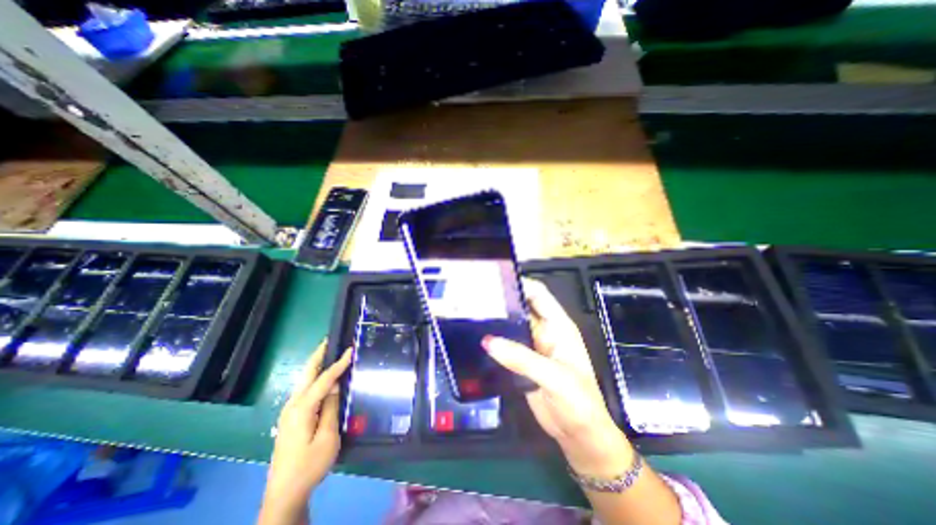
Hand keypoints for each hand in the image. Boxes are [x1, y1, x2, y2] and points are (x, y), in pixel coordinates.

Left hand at [259, 341, 350, 520]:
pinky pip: (305, 389)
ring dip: (317, 364)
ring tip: (331, 352)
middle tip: (331, 339)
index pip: (324, 379)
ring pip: (304, 380)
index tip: (351, 349)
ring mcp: (289, 411)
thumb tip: (336, 385)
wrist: (285, 493)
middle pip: (307, 373)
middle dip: (319, 355)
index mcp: (302, 409)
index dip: (339, 363)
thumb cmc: (310, 465)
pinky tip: (324, 376)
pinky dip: (315, 377)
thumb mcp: (328, 437)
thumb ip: (331, 408)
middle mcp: (292, 405)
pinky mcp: (291, 417)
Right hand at [482, 279, 636, 479]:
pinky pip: (506, 346)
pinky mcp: (522, 362)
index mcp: (559, 326)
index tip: (497, 280)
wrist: (579, 435)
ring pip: (512, 327)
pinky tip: (476, 338)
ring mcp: (532, 347)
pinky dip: (494, 341)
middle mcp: (544, 332)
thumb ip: (522, 358)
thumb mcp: (554, 377)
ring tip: (472, 314)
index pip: (539, 295)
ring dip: (496, 321)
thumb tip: (488, 341)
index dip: (522, 284)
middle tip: (477, 297)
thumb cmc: (578, 402)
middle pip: (522, 308)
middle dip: (503, 301)